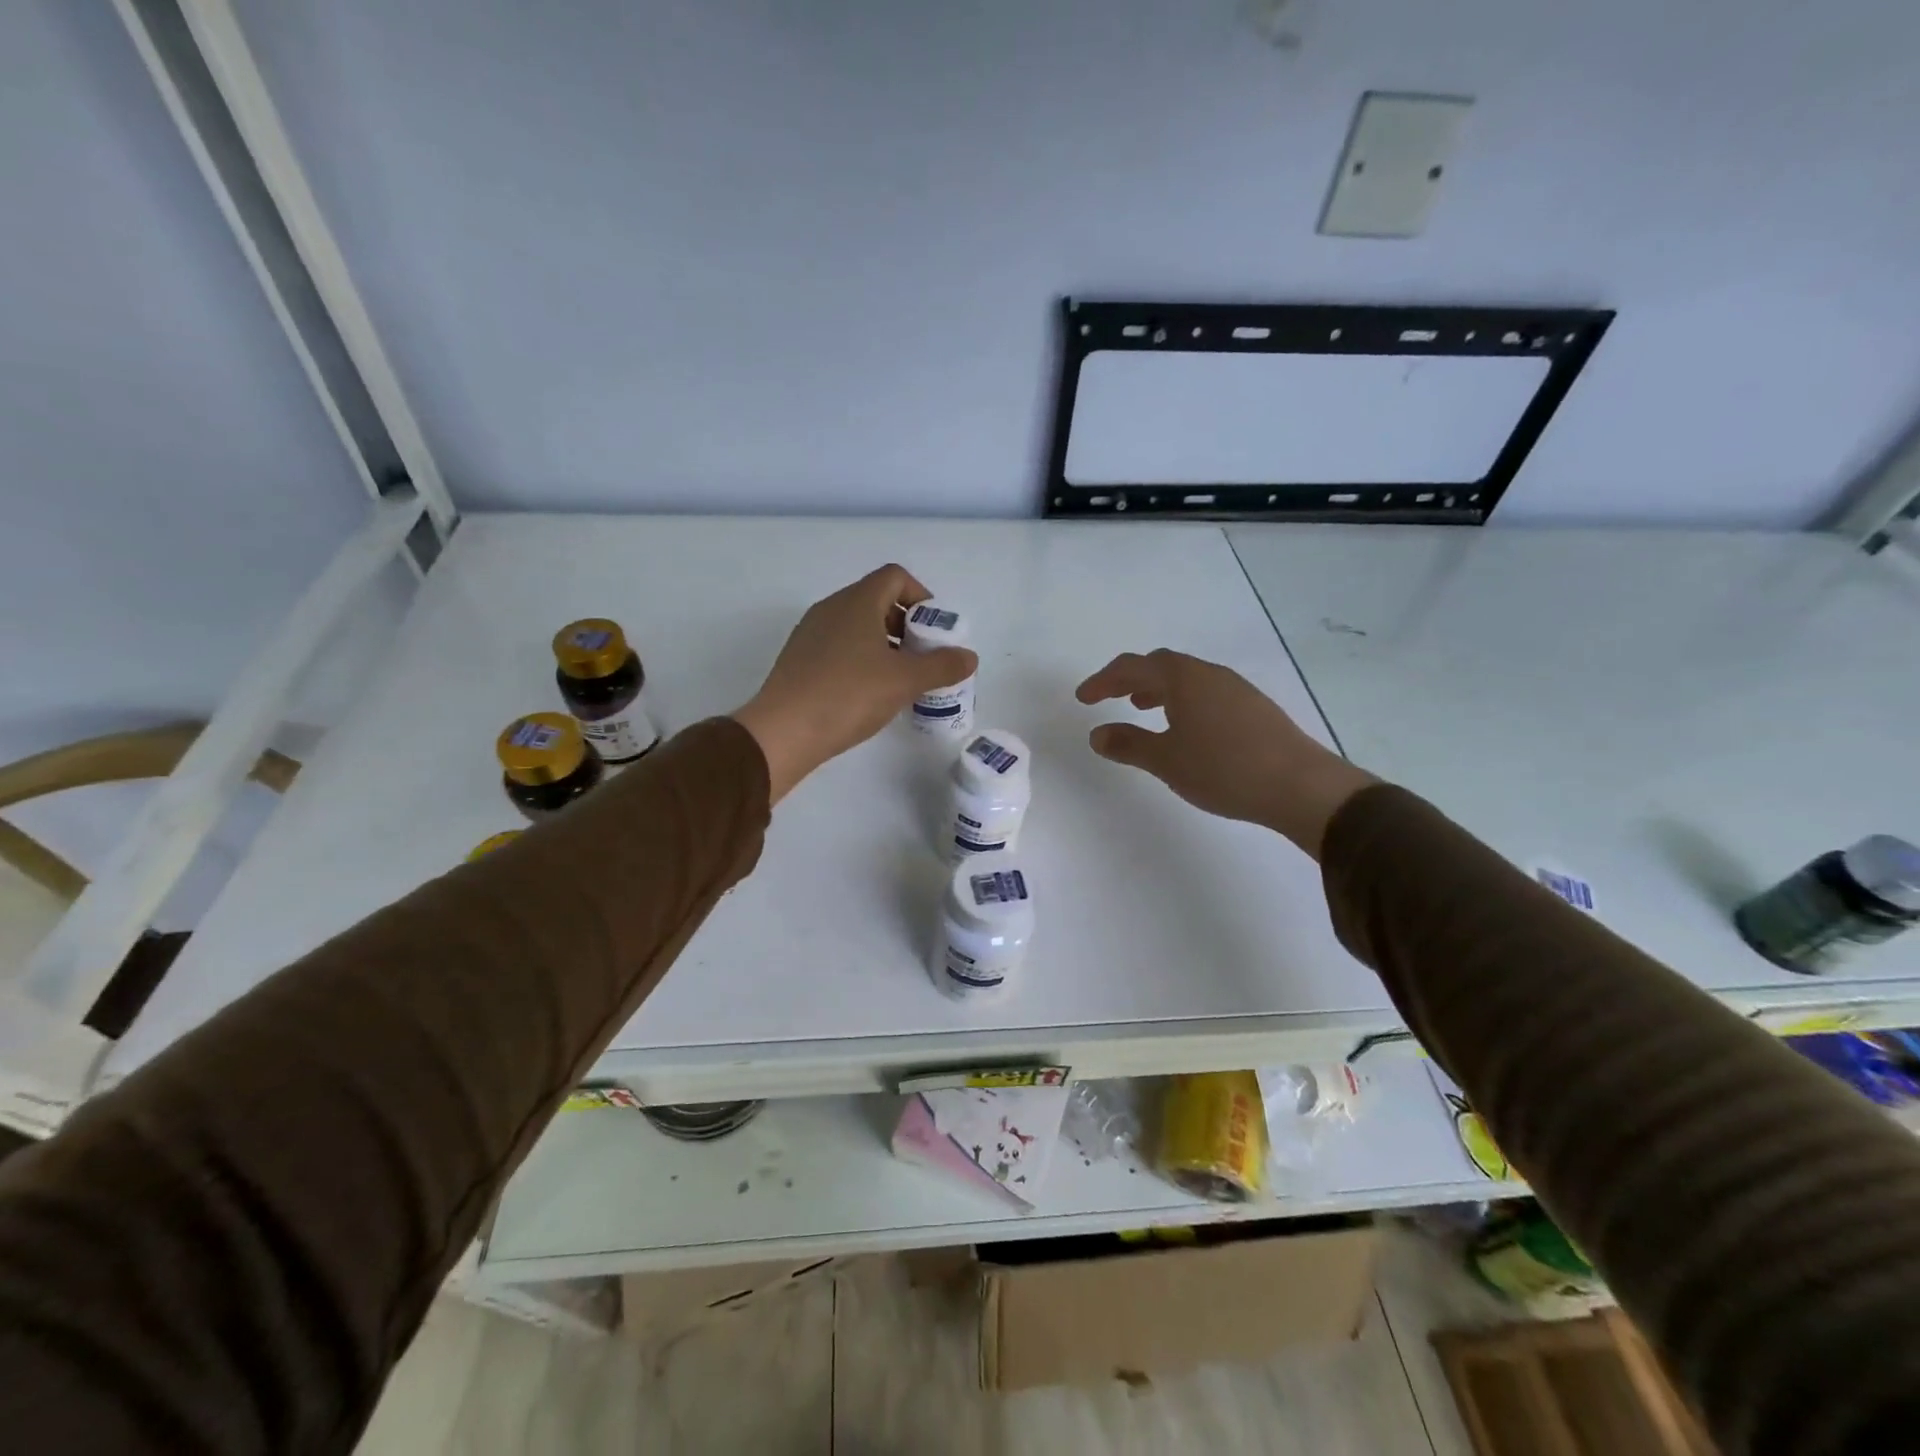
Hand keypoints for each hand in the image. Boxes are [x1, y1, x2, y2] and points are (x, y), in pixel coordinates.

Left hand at [733, 564, 977, 801]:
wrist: (784, 731)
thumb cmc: (849, 694)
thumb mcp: (905, 681)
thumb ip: (942, 666)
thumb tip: (969, 657)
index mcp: (857, 602)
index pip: (895, 577)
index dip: (921, 596)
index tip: (934, 630)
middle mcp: (832, 608)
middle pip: (877, 600)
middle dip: (906, 624)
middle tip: (923, 657)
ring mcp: (811, 633)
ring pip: (857, 626)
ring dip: (885, 644)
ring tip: (900, 679)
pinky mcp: (799, 659)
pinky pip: (839, 646)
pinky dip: (861, 658)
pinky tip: (869, 693)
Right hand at [1075, 649, 1375, 857]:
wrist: (1300, 786)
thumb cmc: (1223, 769)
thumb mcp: (1166, 760)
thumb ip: (1128, 744)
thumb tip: (1097, 734)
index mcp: (1183, 678)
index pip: (1132, 667)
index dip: (1103, 681)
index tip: (1083, 699)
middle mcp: (1209, 673)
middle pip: (1161, 664)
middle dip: (1130, 678)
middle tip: (1110, 697)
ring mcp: (1236, 688)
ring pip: (1187, 678)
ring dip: (1159, 688)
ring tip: (1143, 708)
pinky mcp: (1254, 707)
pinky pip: (1206, 691)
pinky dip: (1183, 700)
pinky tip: (1186, 728)